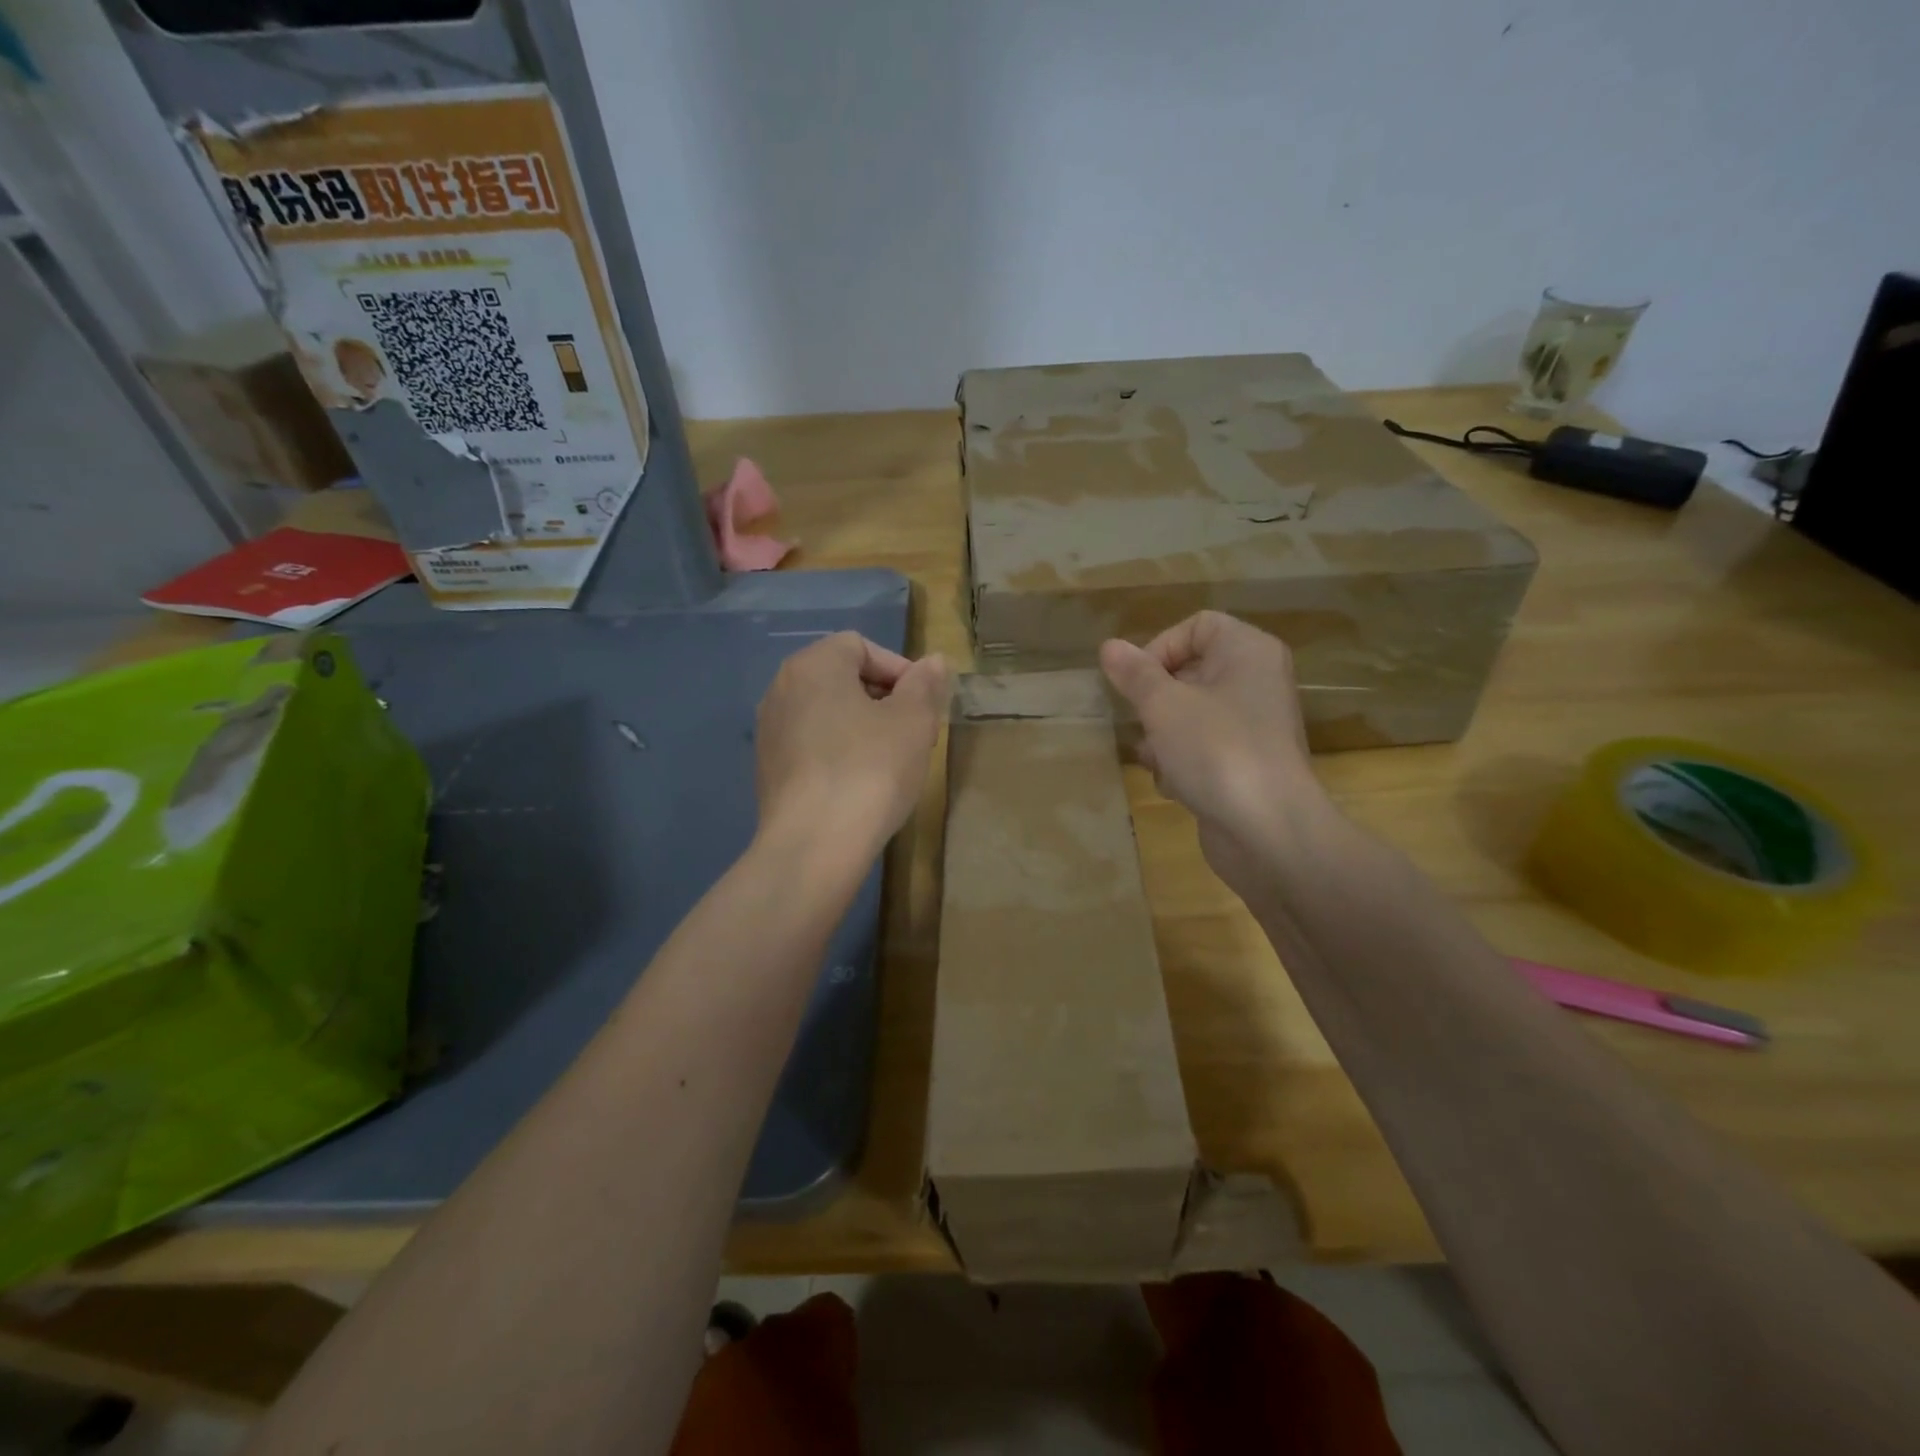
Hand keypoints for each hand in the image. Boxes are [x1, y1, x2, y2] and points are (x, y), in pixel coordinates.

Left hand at [754, 633, 949, 858]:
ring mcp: (770, 731)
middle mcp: (782, 688)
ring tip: (893, 761)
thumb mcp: (913, 722)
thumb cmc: (869, 770)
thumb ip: (925, 685)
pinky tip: (861, 785)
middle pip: (843, 678)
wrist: (813, 845)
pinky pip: (813, 745)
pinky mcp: (768, 769)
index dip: (899, 670)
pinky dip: (839, 753)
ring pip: (828, 714)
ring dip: (864, 727)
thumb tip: (933, 662)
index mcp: (813, 665)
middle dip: (884, 699)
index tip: (925, 705)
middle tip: (916, 734)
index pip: (861, 646)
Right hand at [1098, 612, 1329, 897]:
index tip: (1135, 681)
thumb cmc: (1216, 751)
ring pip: (1190, 714)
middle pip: (1191, 672)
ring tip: (1154, 756)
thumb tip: (1110, 647)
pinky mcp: (1245, 764)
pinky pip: (1202, 749)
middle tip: (1139, 719)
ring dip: (1162, 735)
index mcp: (1248, 652)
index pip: (1197, 626)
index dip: (1160, 647)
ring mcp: (1252, 726)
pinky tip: (1174, 784)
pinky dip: (1182, 762)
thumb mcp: (1163, 706)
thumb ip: (1134, 674)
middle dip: (1155, 699)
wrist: (1268, 831)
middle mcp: (1256, 682)